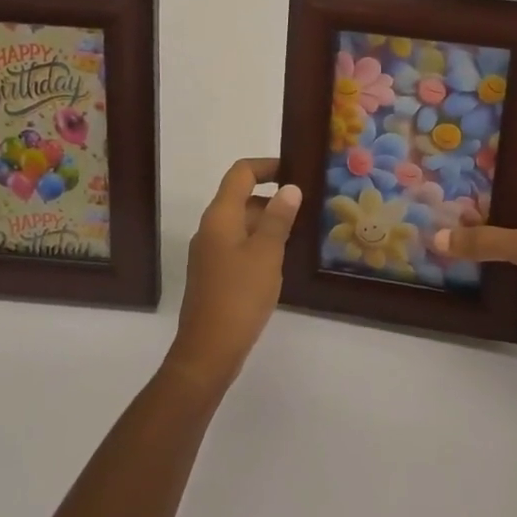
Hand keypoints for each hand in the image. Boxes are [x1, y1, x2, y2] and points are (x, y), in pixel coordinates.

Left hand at [168, 158, 302, 390]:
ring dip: (269, 222)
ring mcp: (210, 252)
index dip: (267, 165)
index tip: (294, 170)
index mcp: (220, 216)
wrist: (208, 350)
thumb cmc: (239, 296)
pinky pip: (239, 245)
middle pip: (241, 197)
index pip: (241, 173)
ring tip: (302, 230)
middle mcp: (211, 228)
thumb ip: (279, 218)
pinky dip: (260, 243)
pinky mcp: (214, 274)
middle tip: (307, 204)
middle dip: (273, 197)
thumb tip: (290, 188)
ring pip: (242, 223)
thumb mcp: (267, 253)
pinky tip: (282, 259)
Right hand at [433, 198, 516, 378]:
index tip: (439, 194)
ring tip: (428, 244)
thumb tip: (437, 238)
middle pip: (495, 223)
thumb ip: (484, 240)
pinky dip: (476, 277)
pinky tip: (447, 273)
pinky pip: (495, 279)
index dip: (475, 194)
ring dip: (468, 252)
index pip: (505, 194)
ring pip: (493, 253)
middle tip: (425, 220)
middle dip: (465, 224)